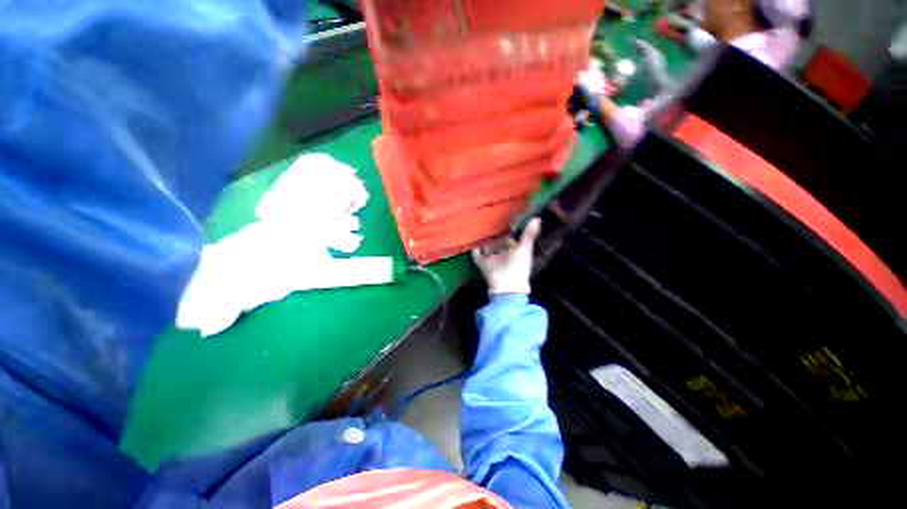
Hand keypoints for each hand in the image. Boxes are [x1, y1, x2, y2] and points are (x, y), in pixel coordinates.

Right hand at [472, 218, 540, 295]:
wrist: (506, 286)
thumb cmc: (518, 267)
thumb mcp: (525, 249)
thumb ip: (529, 235)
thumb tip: (537, 218)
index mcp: (514, 250)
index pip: (509, 238)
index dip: (507, 230)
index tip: (503, 218)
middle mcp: (503, 254)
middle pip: (497, 241)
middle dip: (493, 234)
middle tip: (488, 219)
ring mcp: (492, 259)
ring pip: (487, 246)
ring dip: (484, 239)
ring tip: (479, 226)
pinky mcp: (483, 264)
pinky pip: (477, 255)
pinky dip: (474, 249)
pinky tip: (472, 240)